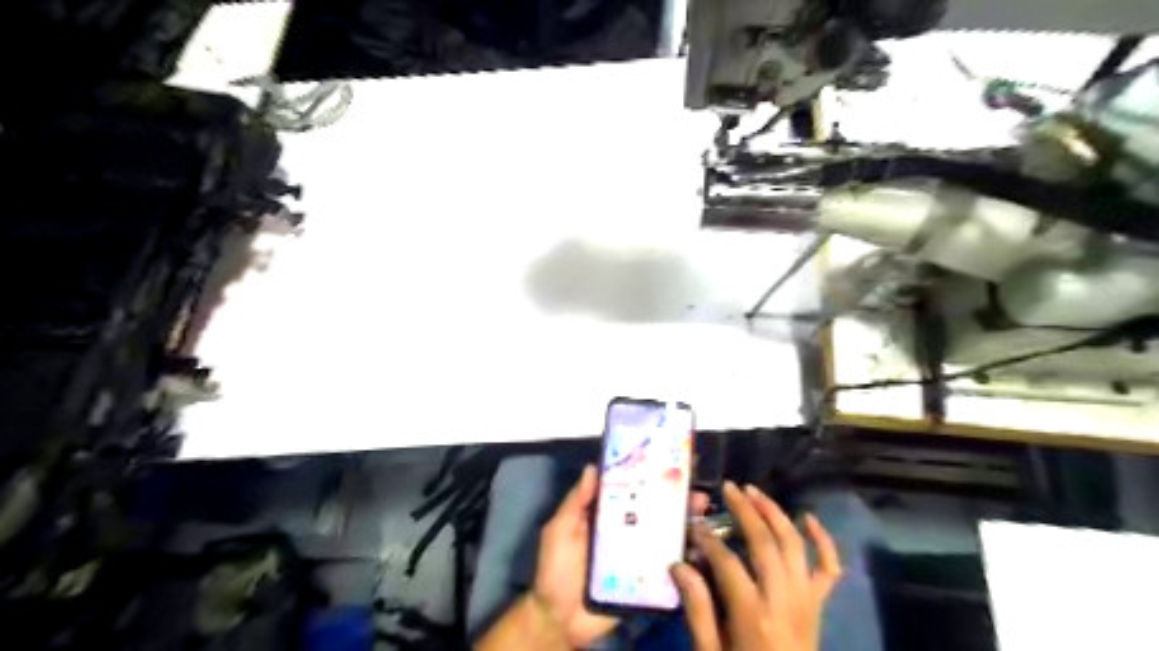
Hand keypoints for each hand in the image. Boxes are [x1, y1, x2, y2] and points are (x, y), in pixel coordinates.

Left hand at [536, 465, 715, 648]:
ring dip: (684, 523)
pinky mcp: (646, 581)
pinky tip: (701, 545)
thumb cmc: (557, 569)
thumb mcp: (560, 530)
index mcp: (605, 517)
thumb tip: (593, 467)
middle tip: (695, 489)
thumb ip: (576, 503)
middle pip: (653, 511)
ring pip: (664, 535)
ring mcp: (637, 556)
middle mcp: (625, 532)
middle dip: (674, 499)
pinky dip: (684, 556)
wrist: (561, 620)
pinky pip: (667, 566)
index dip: (647, 477)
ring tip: (701, 510)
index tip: (667, 462)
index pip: (629, 491)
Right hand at [671, 480, 844, 650]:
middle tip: (729, 488)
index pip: (728, 563)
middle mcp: (784, 600)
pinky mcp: (819, 604)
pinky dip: (823, 540)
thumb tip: (678, 565)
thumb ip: (697, 609)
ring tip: (755, 492)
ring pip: (794, 545)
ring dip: (775, 513)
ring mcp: (806, 600)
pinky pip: (829, 567)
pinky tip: (809, 517)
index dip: (708, 539)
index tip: (693, 524)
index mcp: (753, 615)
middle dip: (745, 510)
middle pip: (765, 543)